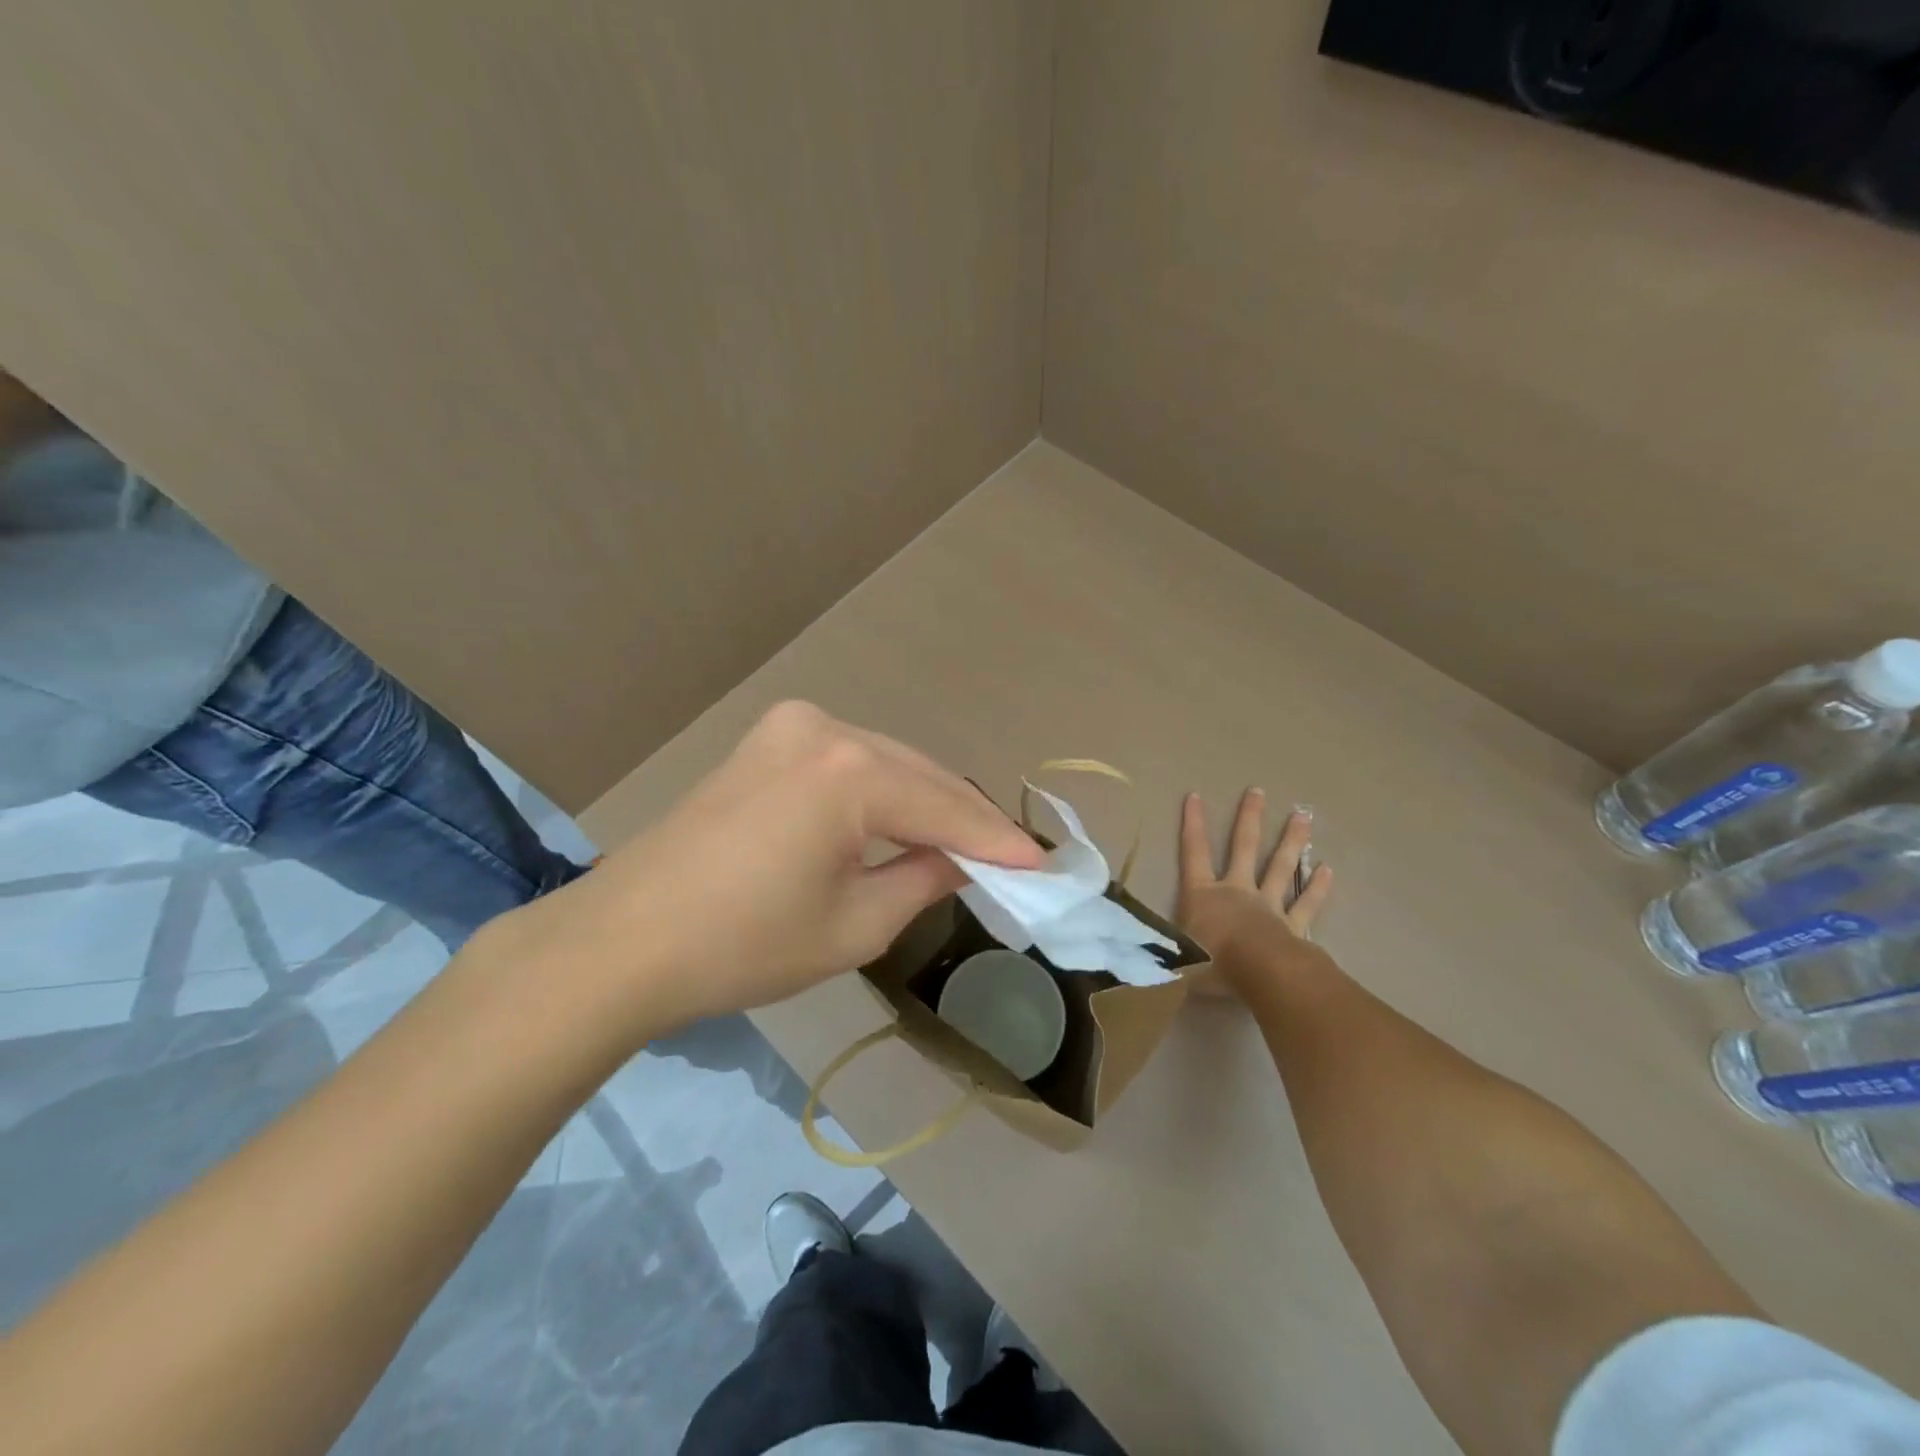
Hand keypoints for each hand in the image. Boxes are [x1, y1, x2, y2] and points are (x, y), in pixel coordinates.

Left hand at [507, 701, 1044, 1034]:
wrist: (623, 940)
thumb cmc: (743, 945)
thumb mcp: (854, 925)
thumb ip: (923, 879)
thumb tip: (961, 860)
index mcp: (851, 771)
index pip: (947, 809)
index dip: (999, 843)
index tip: (1044, 866)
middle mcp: (826, 729)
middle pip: (921, 775)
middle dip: (965, 820)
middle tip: (1009, 860)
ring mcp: (791, 727)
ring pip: (887, 763)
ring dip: (925, 802)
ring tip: (964, 845)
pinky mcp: (767, 740)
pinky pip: (849, 761)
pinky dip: (882, 792)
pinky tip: (900, 821)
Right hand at [1178, 789, 1331, 993]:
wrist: (1259, 976)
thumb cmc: (1210, 963)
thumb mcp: (1175, 954)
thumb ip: (1164, 943)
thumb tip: (1138, 944)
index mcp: (1203, 894)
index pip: (1194, 852)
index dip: (1193, 825)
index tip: (1195, 796)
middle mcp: (1236, 891)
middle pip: (1243, 848)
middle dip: (1249, 819)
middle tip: (1257, 791)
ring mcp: (1268, 906)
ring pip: (1281, 868)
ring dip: (1291, 842)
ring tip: (1303, 816)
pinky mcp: (1293, 927)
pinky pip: (1306, 904)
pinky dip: (1317, 888)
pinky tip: (1327, 869)